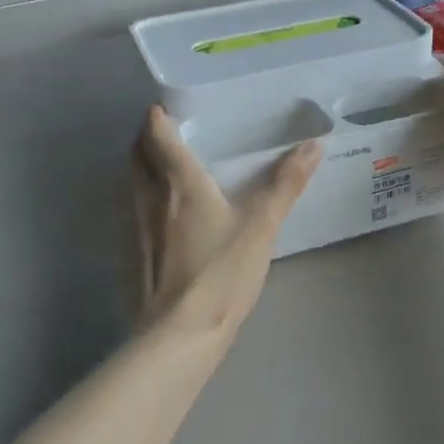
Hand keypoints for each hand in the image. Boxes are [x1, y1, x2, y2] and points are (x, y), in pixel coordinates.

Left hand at [130, 106, 320, 332]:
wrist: (179, 334)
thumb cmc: (221, 272)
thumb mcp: (261, 227)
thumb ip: (285, 184)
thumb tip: (314, 145)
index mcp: (178, 182)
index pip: (156, 133)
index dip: (158, 116)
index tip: (171, 110)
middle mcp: (147, 195)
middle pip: (136, 153)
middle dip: (147, 137)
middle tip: (171, 135)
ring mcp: (133, 226)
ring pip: (130, 182)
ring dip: (143, 167)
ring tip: (168, 170)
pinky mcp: (129, 253)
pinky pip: (131, 211)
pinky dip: (143, 200)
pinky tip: (164, 218)